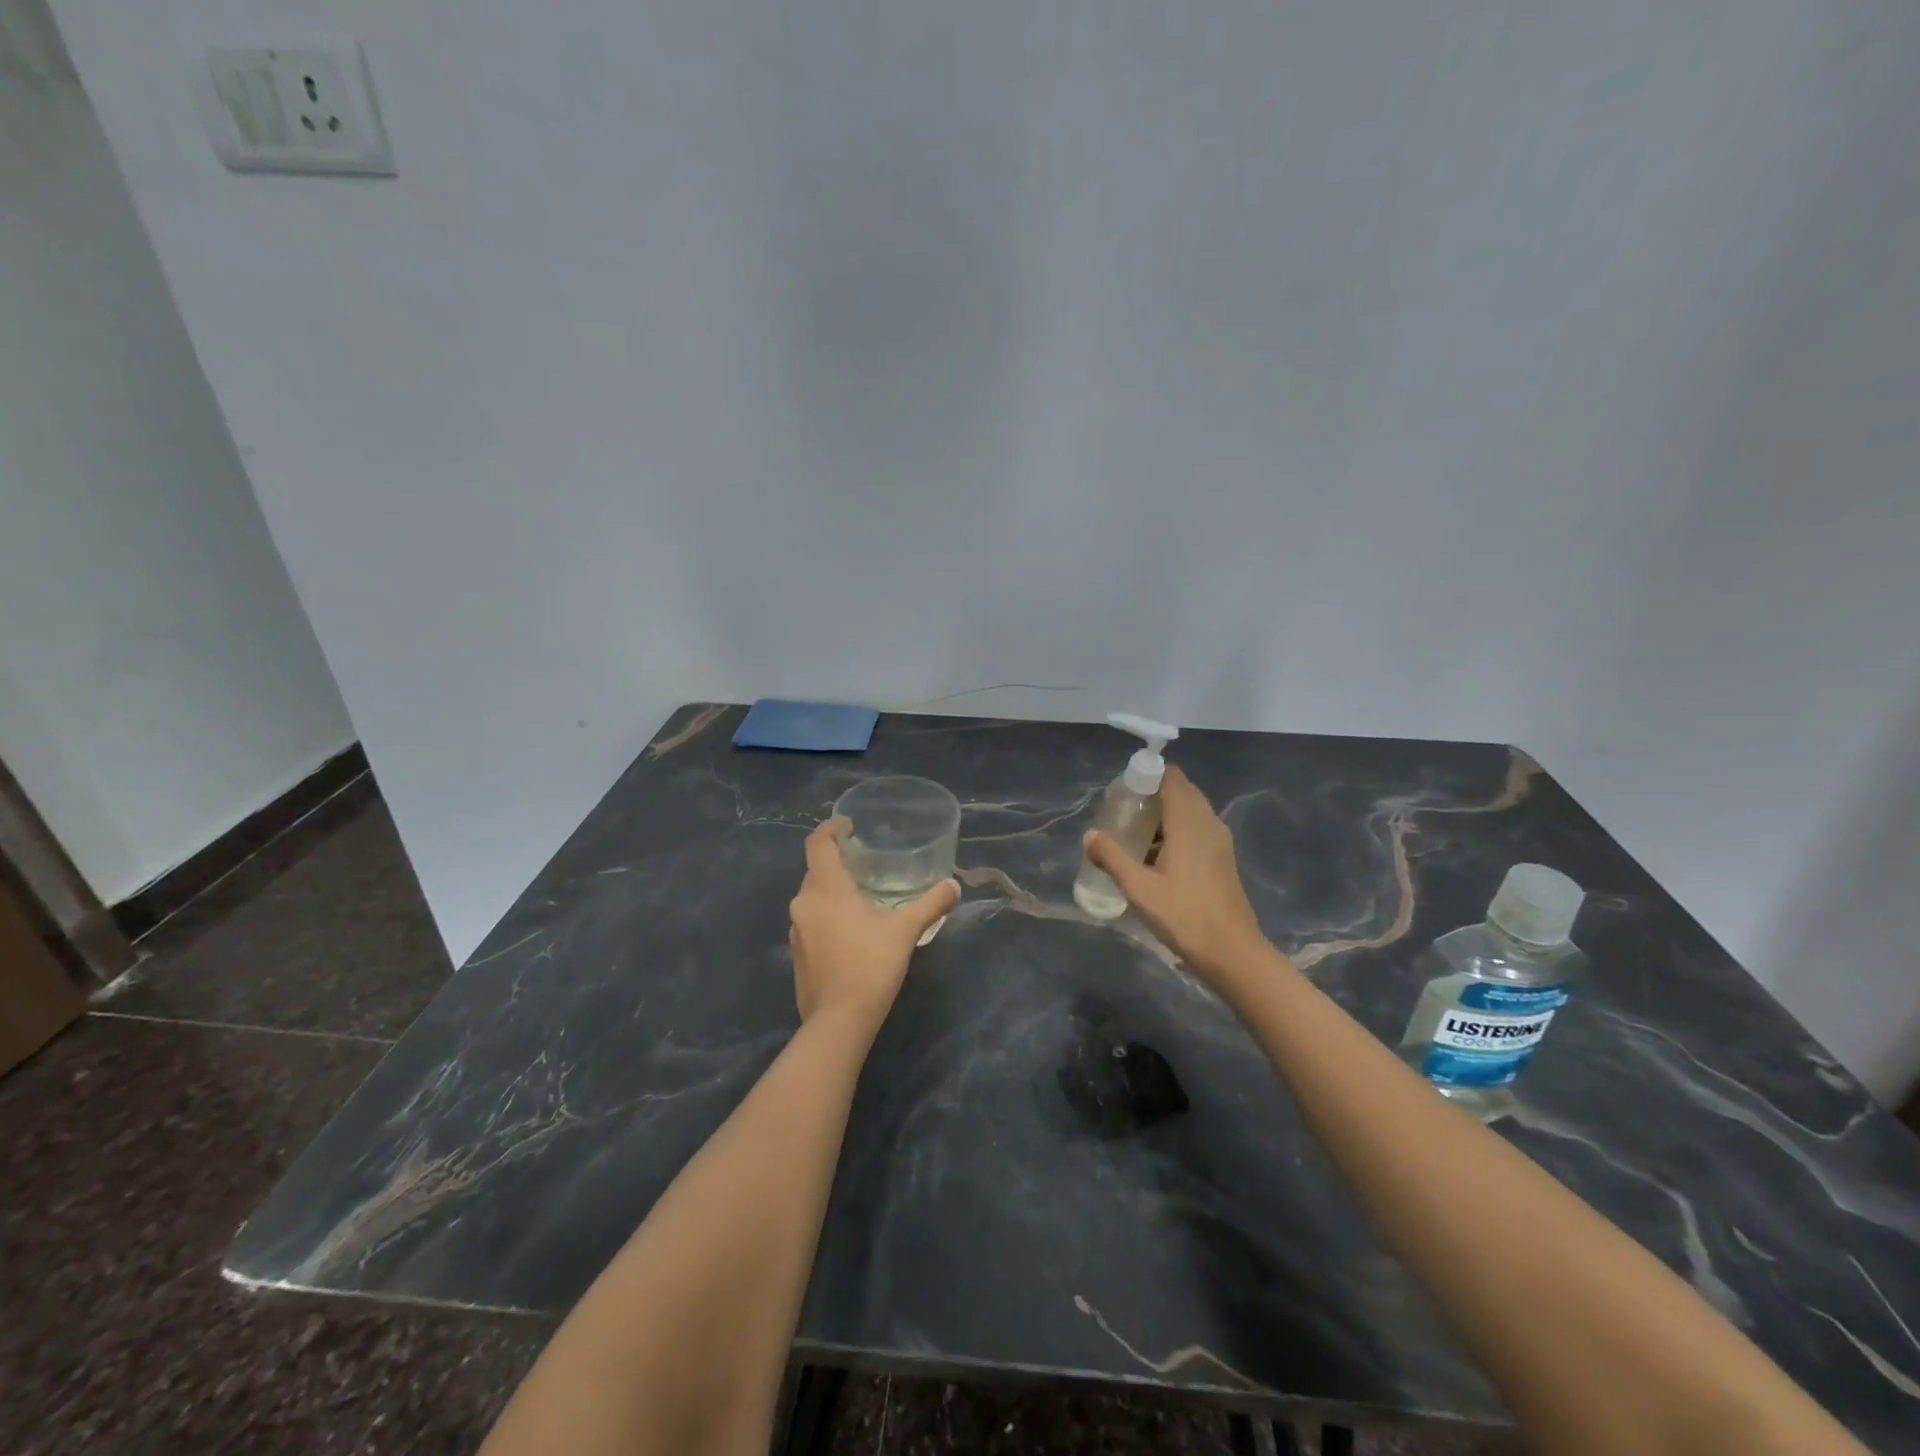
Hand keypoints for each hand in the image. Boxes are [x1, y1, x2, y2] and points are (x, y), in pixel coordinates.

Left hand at [789, 818, 957, 1029]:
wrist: (838, 1022)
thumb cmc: (870, 965)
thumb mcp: (905, 930)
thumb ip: (930, 904)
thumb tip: (953, 886)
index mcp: (826, 888)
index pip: (817, 843)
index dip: (831, 828)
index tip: (848, 825)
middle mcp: (804, 903)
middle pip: (815, 870)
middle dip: (837, 862)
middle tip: (864, 861)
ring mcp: (797, 930)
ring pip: (813, 897)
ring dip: (832, 891)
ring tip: (861, 895)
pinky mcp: (797, 954)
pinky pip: (811, 921)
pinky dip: (828, 915)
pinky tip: (851, 930)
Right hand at [1084, 764, 1272, 986]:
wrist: (1233, 953)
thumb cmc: (1185, 916)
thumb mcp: (1139, 889)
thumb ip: (1112, 858)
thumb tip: (1089, 835)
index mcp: (1189, 822)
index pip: (1170, 776)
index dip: (1146, 775)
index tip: (1121, 791)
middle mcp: (1208, 822)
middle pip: (1180, 790)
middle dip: (1151, 794)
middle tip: (1122, 811)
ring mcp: (1219, 840)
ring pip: (1189, 810)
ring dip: (1163, 813)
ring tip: (1133, 832)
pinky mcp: (1222, 857)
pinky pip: (1196, 828)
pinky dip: (1175, 830)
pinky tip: (1155, 855)